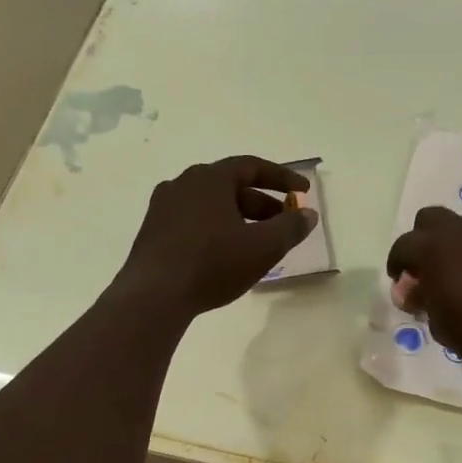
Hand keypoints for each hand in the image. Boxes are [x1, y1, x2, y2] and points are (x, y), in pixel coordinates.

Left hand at [116, 156, 316, 317]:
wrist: (153, 296)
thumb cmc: (212, 264)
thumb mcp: (263, 247)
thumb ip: (291, 227)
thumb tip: (308, 214)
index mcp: (210, 178)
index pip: (252, 166)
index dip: (282, 178)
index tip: (304, 191)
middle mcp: (184, 183)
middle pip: (232, 185)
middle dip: (263, 203)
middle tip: (284, 223)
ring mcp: (164, 206)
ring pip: (212, 204)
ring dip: (240, 218)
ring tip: (258, 243)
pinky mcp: (153, 231)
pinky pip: (194, 220)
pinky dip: (217, 229)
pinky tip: (226, 254)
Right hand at [385, 207, 461, 370]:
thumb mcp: (436, 321)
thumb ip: (419, 299)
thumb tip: (408, 290)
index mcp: (433, 247)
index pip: (403, 245)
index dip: (397, 262)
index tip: (399, 281)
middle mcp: (458, 234)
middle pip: (430, 218)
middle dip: (421, 238)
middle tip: (421, 267)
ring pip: (457, 227)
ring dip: (447, 244)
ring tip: (446, 274)